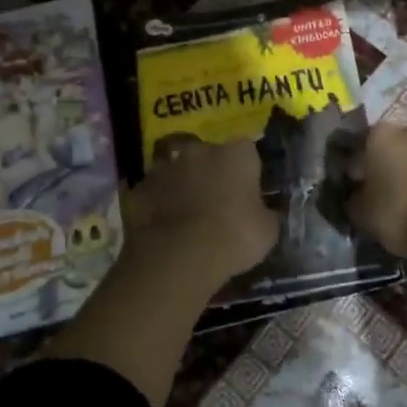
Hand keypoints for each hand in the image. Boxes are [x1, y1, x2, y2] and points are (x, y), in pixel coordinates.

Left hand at [123, 134, 278, 289]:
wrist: (179, 257)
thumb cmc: (234, 237)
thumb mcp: (267, 231)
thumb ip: (265, 213)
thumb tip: (263, 212)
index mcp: (236, 153)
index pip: (246, 151)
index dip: (246, 170)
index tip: (246, 191)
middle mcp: (199, 150)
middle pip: (206, 154)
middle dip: (210, 172)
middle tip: (214, 201)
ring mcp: (165, 167)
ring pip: (176, 170)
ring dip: (180, 185)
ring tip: (185, 214)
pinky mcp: (138, 188)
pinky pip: (152, 193)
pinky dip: (156, 204)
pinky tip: (161, 227)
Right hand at [350, 120, 406, 290]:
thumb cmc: (399, 213)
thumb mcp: (361, 214)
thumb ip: (354, 198)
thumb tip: (355, 194)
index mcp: (380, 135)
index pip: (362, 144)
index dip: (359, 165)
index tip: (359, 183)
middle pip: (396, 142)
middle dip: (392, 159)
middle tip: (388, 185)